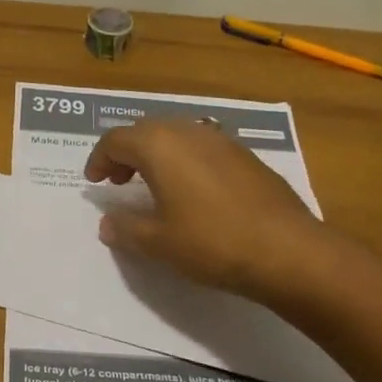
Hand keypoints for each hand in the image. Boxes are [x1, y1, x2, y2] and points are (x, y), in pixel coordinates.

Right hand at [84, 119, 324, 297]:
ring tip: (153, 186)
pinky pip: (202, 148)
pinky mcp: (245, 155)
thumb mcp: (158, 242)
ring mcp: (221, 140)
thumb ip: (125, 228)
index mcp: (160, 145)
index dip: (98, 160)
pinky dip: (184, 161)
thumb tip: (106, 222)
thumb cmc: (211, 242)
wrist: (287, 250)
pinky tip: (192, 192)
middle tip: (119, 182)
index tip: (94, 183)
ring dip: (156, 155)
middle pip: (145, 131)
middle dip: (126, 153)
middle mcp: (188, 131)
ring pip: (176, 136)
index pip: (115, 140)